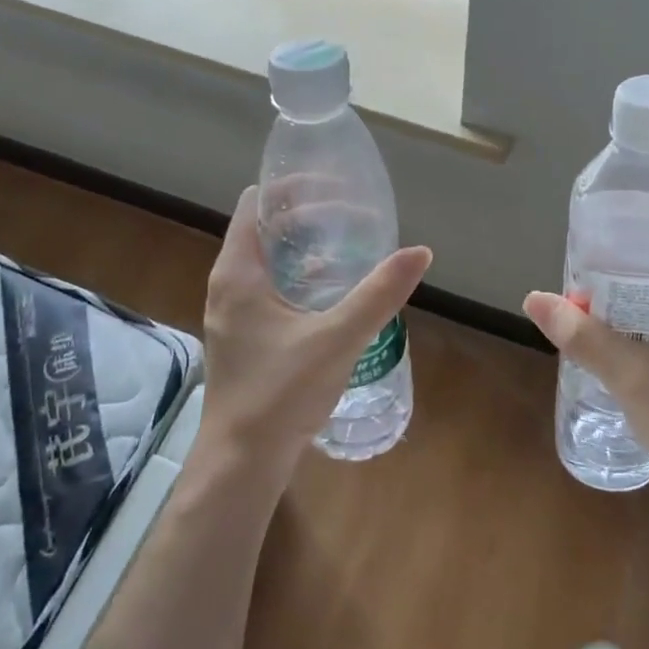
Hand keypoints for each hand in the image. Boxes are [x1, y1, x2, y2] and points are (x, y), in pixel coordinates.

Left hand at [196, 186, 431, 486]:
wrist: (242, 462)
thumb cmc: (281, 393)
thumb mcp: (338, 338)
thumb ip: (379, 293)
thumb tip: (420, 251)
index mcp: (238, 272)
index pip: (256, 202)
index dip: (292, 186)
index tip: (335, 187)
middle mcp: (228, 284)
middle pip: (264, 227)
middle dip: (307, 215)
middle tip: (355, 215)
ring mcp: (233, 312)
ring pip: (268, 260)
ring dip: (305, 246)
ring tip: (351, 245)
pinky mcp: (244, 336)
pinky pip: (270, 287)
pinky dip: (300, 275)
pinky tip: (334, 292)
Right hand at [523, 245, 648, 515]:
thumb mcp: (633, 375)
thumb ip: (583, 336)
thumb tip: (534, 298)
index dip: (648, 224)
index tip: (606, 225)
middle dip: (629, 264)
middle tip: (584, 261)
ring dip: (632, 298)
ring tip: (587, 293)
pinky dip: (641, 326)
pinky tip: (609, 336)